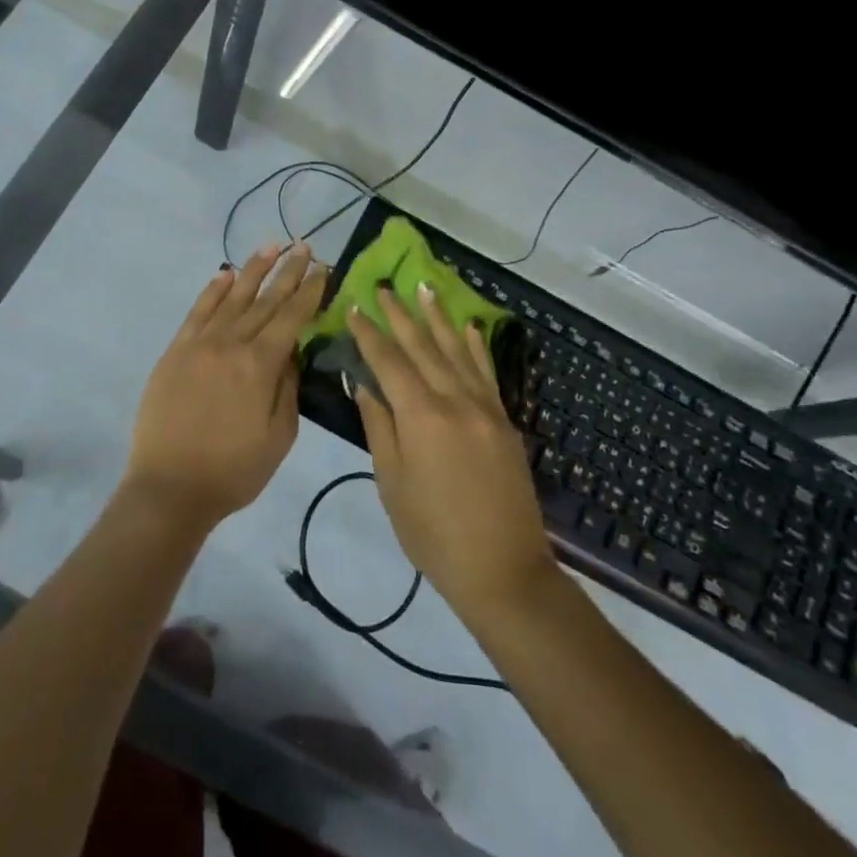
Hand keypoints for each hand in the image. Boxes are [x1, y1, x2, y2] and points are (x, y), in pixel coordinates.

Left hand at [126, 243, 326, 529]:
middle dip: (288, 272)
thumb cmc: (233, 470)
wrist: (169, 488)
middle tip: (304, 247)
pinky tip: (224, 275)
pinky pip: (197, 312)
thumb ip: (288, 388)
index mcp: (260, 365)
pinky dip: (212, 291)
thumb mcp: (278, 437)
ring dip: (253, 270)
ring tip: (271, 246)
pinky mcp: (175, 351)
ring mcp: (199, 344)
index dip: (310, 291)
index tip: (323, 268)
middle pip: (265, 300)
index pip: (291, 317)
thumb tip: (292, 352)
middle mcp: (230, 343)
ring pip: (231, 297)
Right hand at [347, 284, 556, 620]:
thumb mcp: (392, 483)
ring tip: (424, 289)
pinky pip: (487, 372)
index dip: (368, 334)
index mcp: (421, 416)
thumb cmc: (433, 533)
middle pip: (422, 347)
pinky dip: (476, 346)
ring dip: (438, 318)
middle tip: (382, 287)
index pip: (388, 362)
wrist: (502, 569)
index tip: (353, 307)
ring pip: (457, 351)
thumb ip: (379, 427)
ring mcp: (485, 408)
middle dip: (400, 316)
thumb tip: (363, 384)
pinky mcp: (504, 420)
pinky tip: (468, 327)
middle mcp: (454, 400)